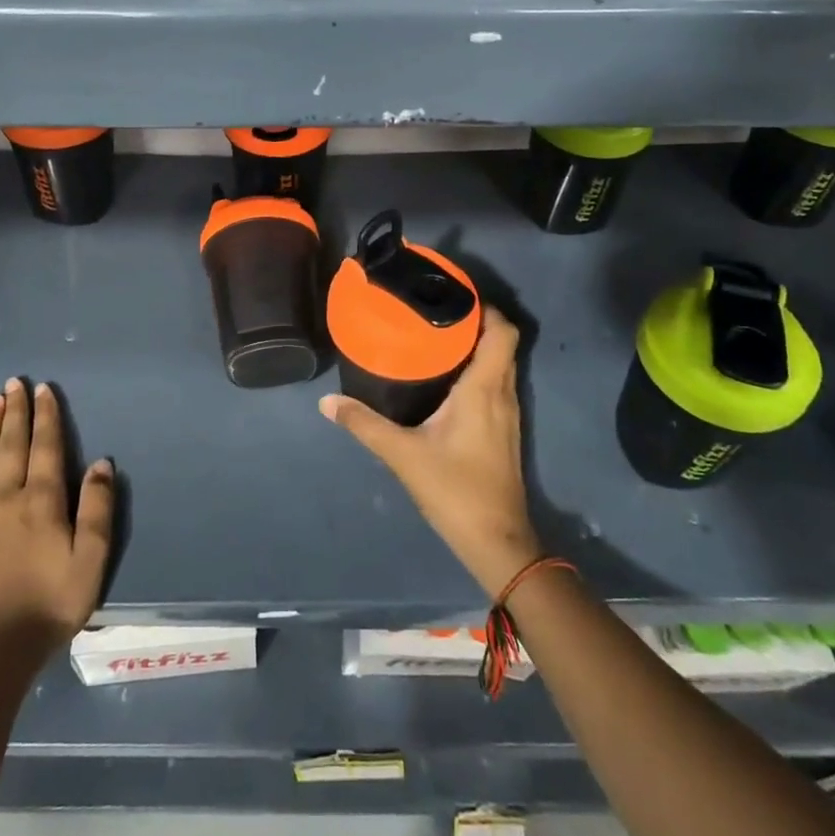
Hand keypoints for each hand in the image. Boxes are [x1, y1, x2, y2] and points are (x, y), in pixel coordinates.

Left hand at [0, 379, 114, 667]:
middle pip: (11, 445)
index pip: (46, 447)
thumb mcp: (91, 561)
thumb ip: (98, 509)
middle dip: (15, 412)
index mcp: (42, 502)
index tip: (43, 390)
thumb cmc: (47, 608)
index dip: (46, 416)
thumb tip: (102, 462)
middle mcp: (4, 498)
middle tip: (14, 382)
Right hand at [320, 306, 542, 597]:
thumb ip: (364, 424)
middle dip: (474, 321)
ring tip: (436, 335)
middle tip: (434, 309)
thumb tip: (326, 402)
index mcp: (484, 388)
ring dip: (476, 345)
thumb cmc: (455, 489)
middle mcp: (502, 393)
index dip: (485, 307)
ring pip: (500, 363)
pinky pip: (496, 383)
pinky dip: (477, 369)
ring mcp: (507, 413)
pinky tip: (447, 377)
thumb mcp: (402, 454)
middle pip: (502, 342)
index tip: (453, 294)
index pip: (502, 331)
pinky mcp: (503, 430)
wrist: (497, 541)